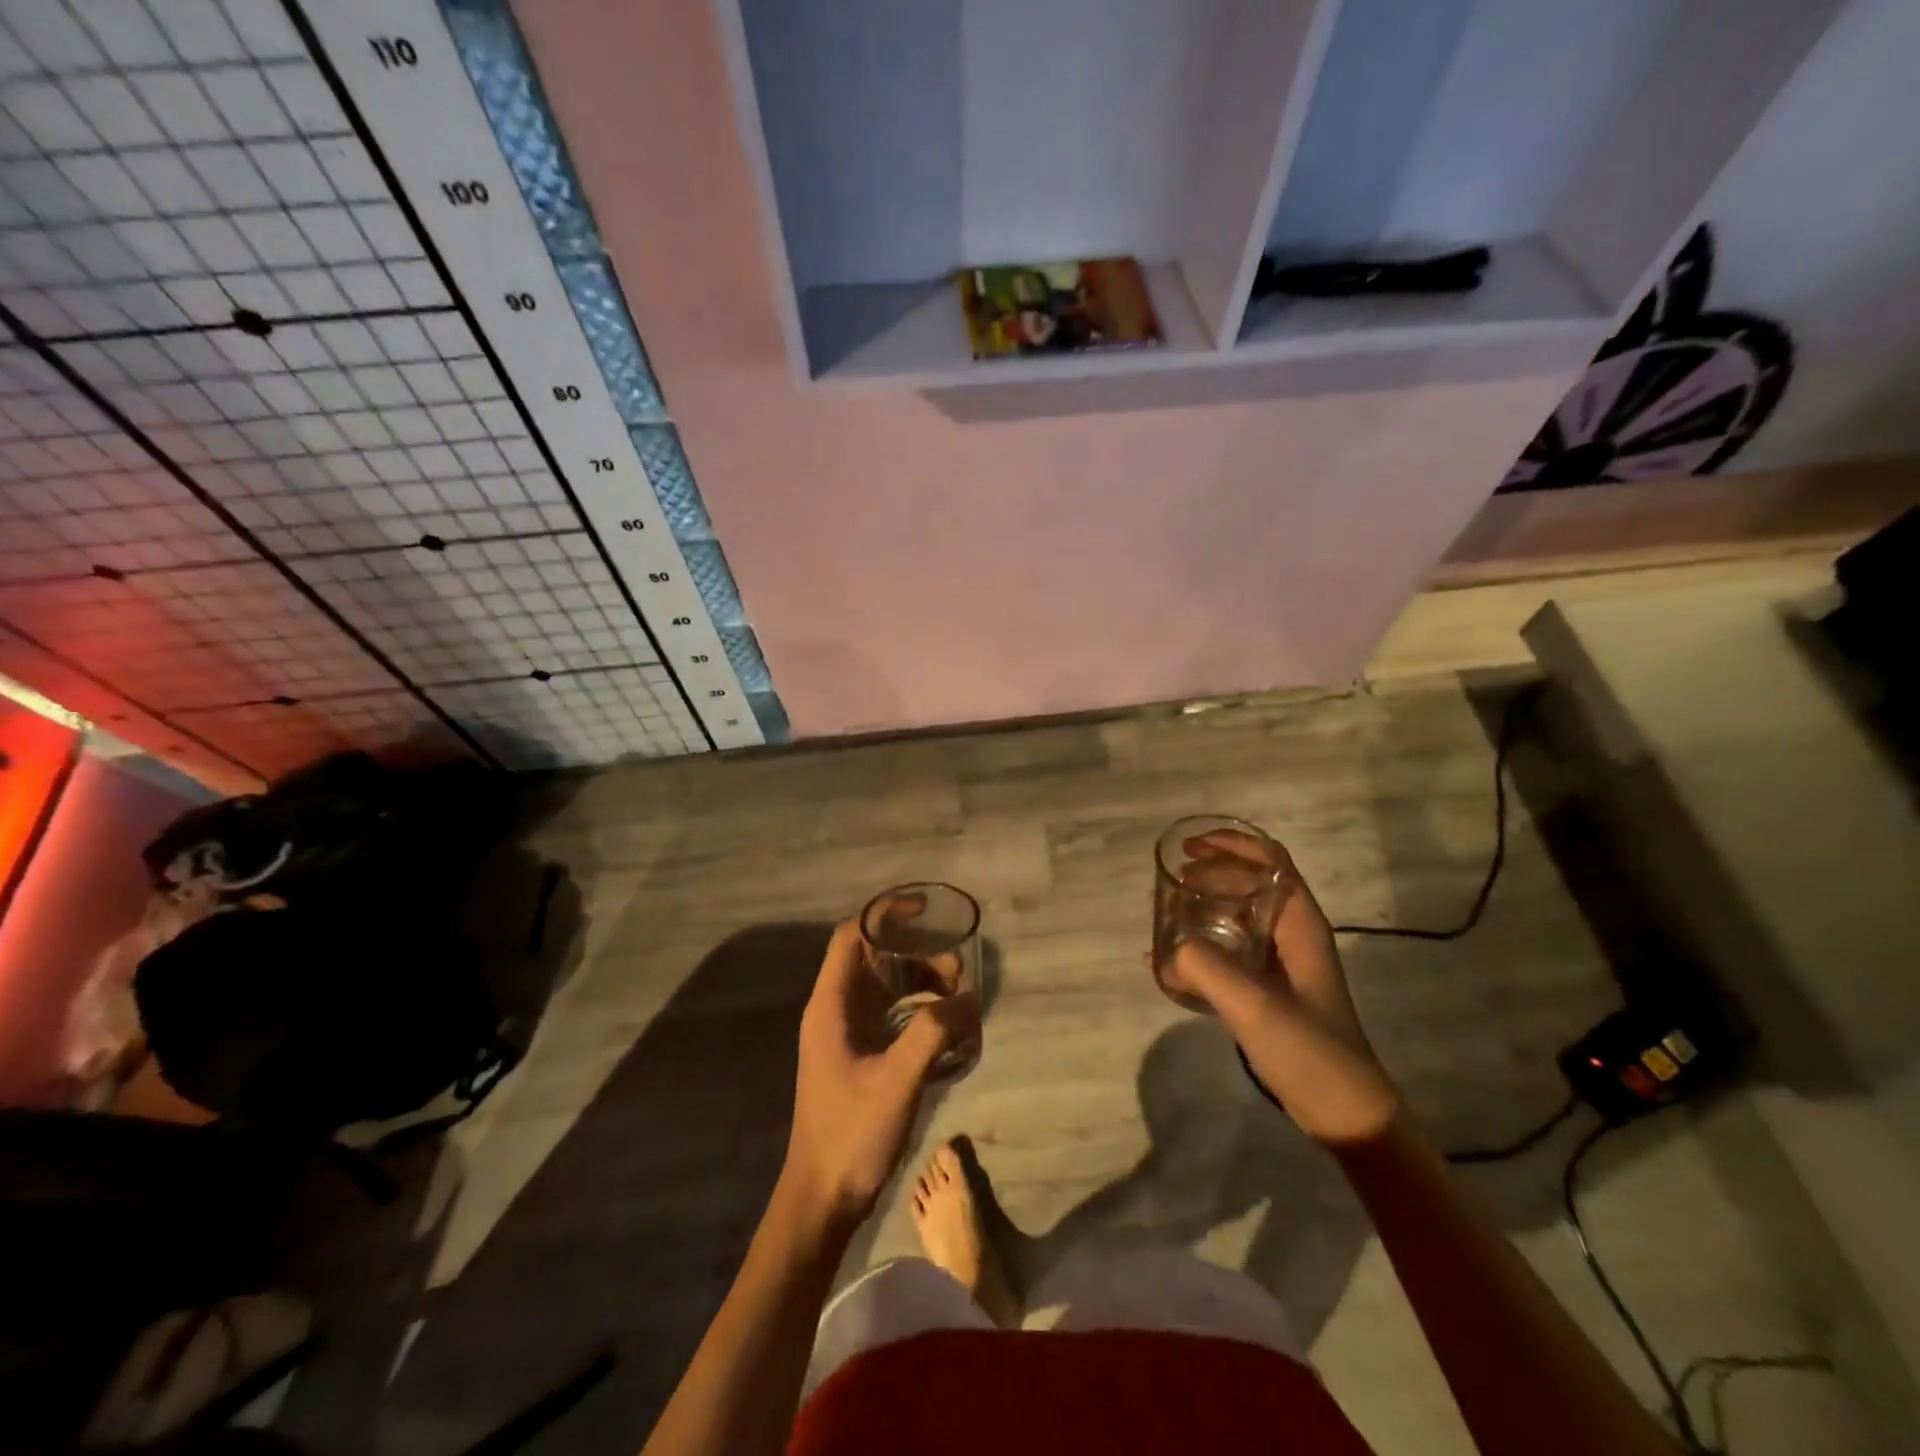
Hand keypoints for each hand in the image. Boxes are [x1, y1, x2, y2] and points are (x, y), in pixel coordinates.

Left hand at [783, 919, 973, 1227]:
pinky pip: (889, 1016)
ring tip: (957, 997)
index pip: (852, 935)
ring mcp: (845, 1035)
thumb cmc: (852, 1134)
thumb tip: (968, 999)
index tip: (926, 910)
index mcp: (831, 1005)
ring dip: (919, 984)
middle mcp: (834, 1010)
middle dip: (916, 954)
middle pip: (873, 958)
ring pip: (884, 988)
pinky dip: (916, 1011)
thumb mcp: (898, 1079)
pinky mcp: (857, 1057)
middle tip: (956, 968)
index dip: (885, 913)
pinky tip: (945, 1028)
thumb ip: (934, 1033)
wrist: (821, 1199)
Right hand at [1160, 830, 1400, 1145]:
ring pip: (1239, 915)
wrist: (1345, 1114)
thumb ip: (1207, 969)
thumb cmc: (1310, 1052)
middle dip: (1211, 871)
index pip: (1272, 861)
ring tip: (1168, 910)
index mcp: (1300, 925)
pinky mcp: (1268, 990)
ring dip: (1204, 904)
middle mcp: (1292, 935)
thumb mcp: (1255, 1006)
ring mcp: (1280, 964)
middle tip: (1172, 880)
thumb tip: (1168, 952)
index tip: (1189, 848)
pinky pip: (1230, 949)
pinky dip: (1202, 941)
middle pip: (1252, 882)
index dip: (1232, 844)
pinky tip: (1172, 957)